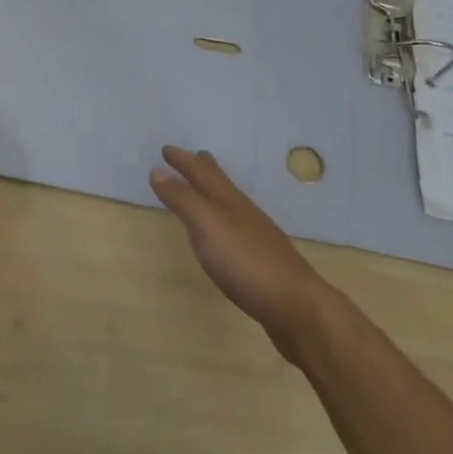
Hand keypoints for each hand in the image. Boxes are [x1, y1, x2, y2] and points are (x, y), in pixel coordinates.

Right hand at [151, 145, 334, 362]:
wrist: (295, 304)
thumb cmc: (245, 260)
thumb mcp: (206, 225)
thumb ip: (182, 199)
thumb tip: (157, 170)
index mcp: (227, 199)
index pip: (201, 171)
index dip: (183, 160)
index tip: (166, 149)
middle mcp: (241, 211)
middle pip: (220, 183)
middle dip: (204, 168)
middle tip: (194, 156)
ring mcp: (254, 236)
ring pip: (229, 205)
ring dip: (213, 193)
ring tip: (204, 190)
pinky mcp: (260, 261)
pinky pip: (234, 229)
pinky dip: (221, 221)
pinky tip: (223, 235)